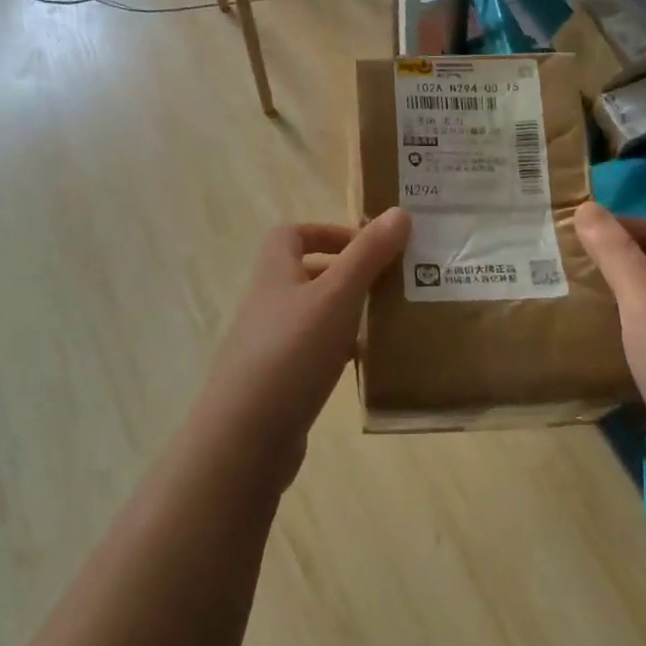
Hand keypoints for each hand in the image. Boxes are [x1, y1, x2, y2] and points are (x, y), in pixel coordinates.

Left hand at [196, 209, 410, 469]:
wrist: (246, 435)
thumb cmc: (292, 351)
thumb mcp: (336, 295)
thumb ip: (368, 254)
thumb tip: (399, 211)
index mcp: (275, 273)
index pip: (292, 234)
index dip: (327, 232)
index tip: (367, 245)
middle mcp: (268, 303)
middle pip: (305, 274)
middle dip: (346, 274)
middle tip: (388, 283)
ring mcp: (270, 344)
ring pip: (313, 316)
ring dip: (346, 314)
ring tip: (387, 322)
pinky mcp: (278, 382)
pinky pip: (313, 354)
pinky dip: (339, 352)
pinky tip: (366, 365)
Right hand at [574, 202, 645, 523]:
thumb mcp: (644, 302)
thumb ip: (616, 254)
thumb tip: (586, 207)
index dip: (623, 223)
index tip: (578, 228)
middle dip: (619, 255)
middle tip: (570, 257)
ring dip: (622, 291)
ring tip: (578, 291)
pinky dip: (628, 327)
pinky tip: (604, 340)